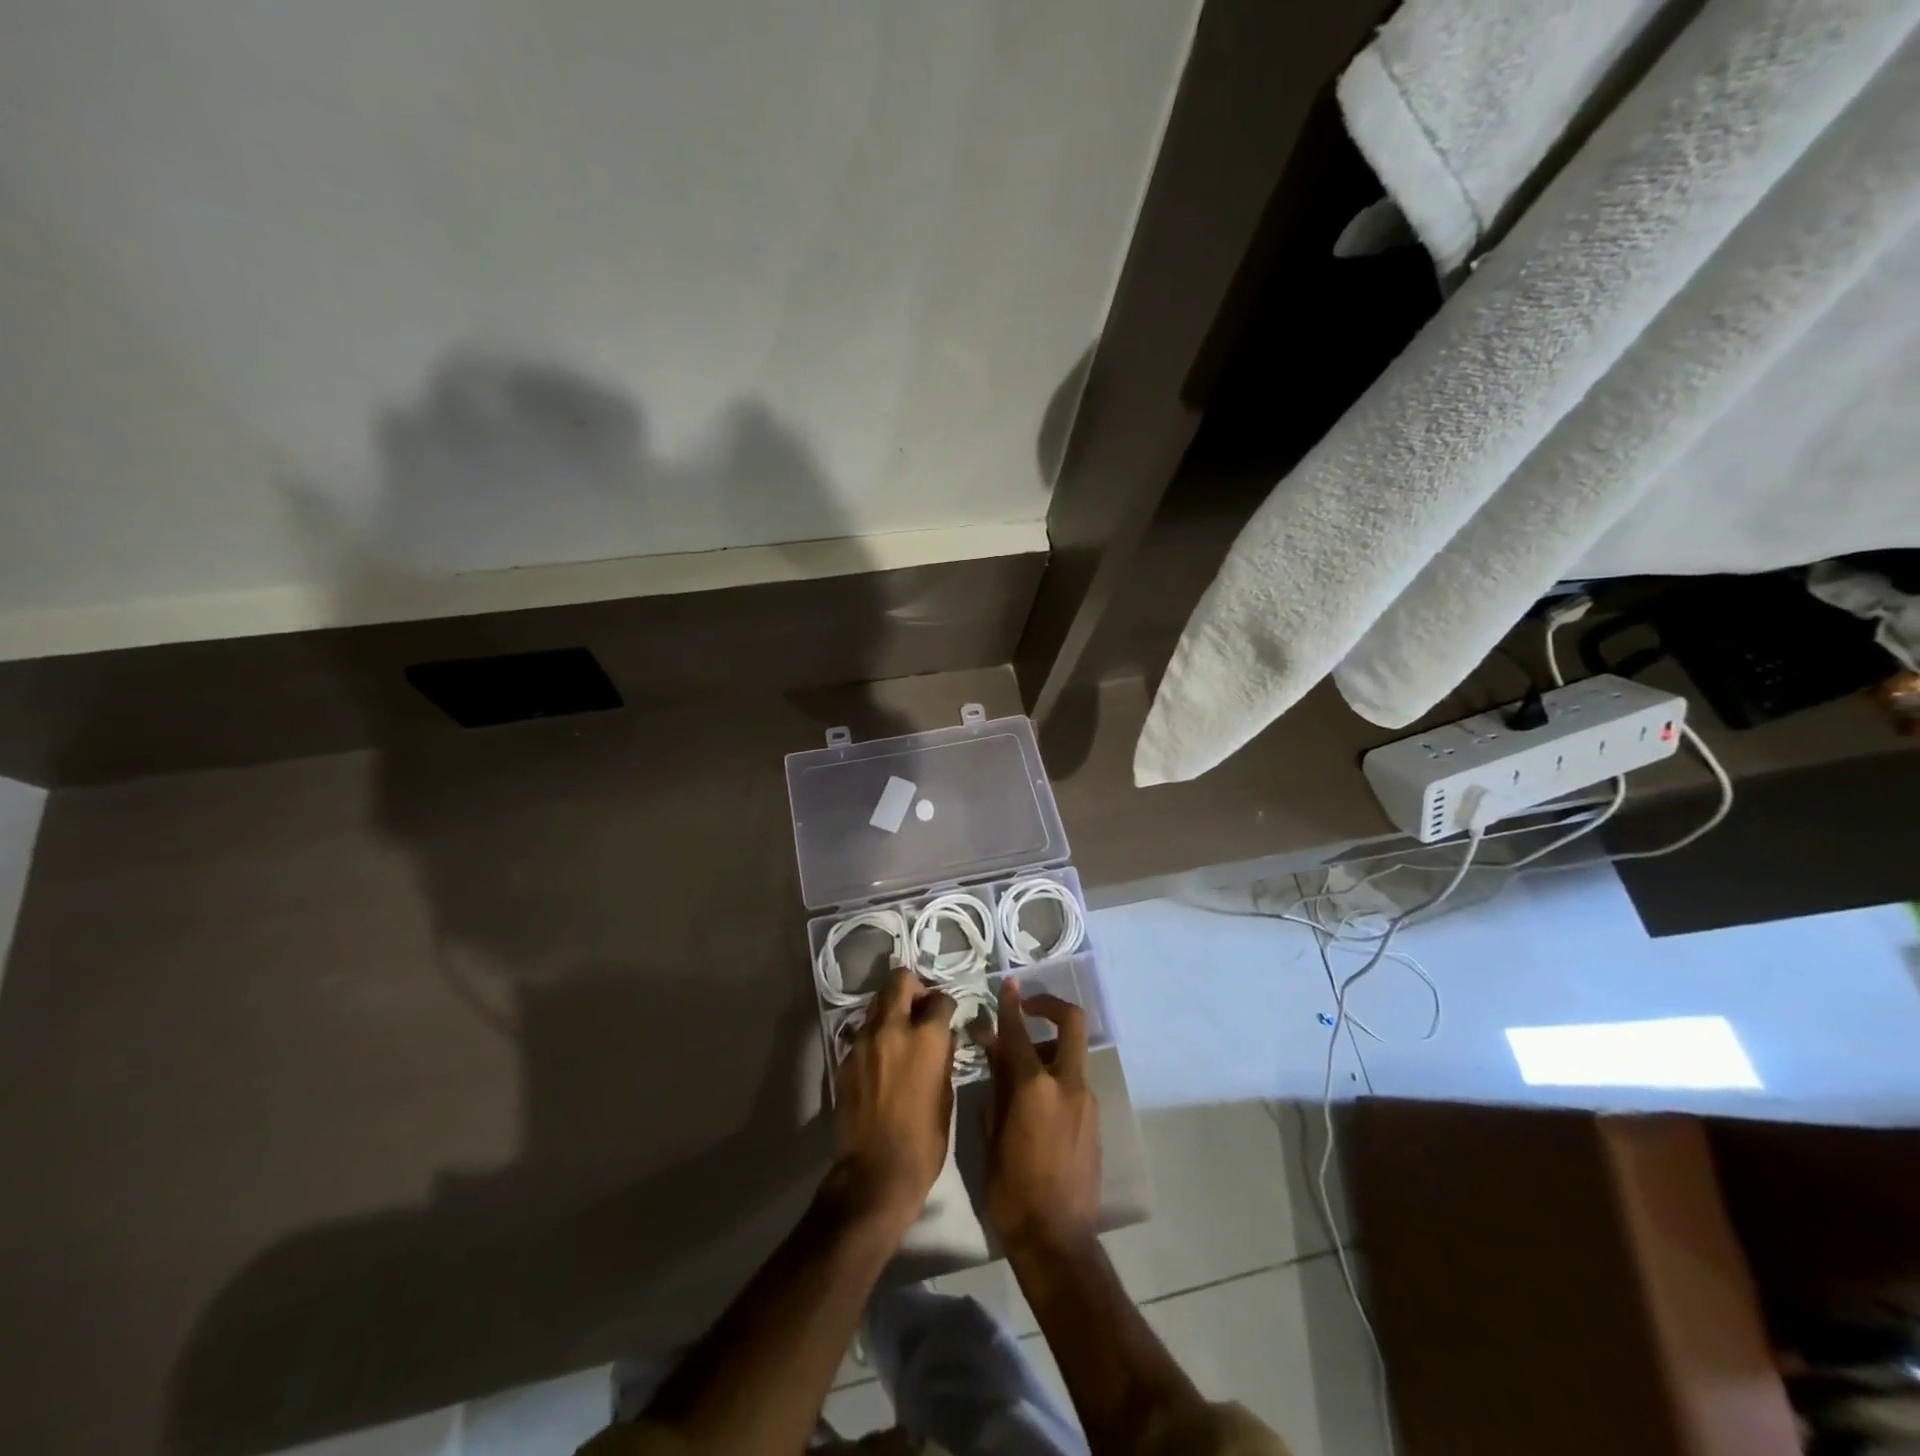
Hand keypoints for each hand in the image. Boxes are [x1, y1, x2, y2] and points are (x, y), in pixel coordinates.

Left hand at [830, 968, 956, 1233]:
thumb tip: (942, 1038)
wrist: (876, 1173)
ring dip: (891, 1009)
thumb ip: (942, 1056)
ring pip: (877, 1003)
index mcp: (925, 1037)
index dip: (946, 1005)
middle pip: (899, 980)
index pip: (939, 998)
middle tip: (920, 1008)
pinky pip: (862, 1032)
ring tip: (900, 1033)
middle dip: (914, 987)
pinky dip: (875, 1035)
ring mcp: (863, 1041)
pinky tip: (882, 1059)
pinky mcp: (845, 1058)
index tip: (947, 1015)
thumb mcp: (946, 1095)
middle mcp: (892, 1028)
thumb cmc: (924, 1140)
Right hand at [979, 982, 1100, 1253]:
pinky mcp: (1095, 1121)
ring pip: (1073, 1055)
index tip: (1008, 985)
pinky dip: (1057, 1076)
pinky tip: (1036, 1101)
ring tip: (1022, 1070)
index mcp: (1035, 1087)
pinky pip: (1075, 1083)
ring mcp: (1087, 1102)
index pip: (1019, 1032)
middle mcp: (1068, 1085)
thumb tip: (993, 1049)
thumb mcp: (991, 1134)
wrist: (1057, 1240)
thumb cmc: (1010, 1190)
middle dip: (1051, 1007)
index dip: (1011, 1005)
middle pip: (1071, 1024)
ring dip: (1051, 1048)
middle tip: (1028, 1010)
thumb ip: (996, 1085)